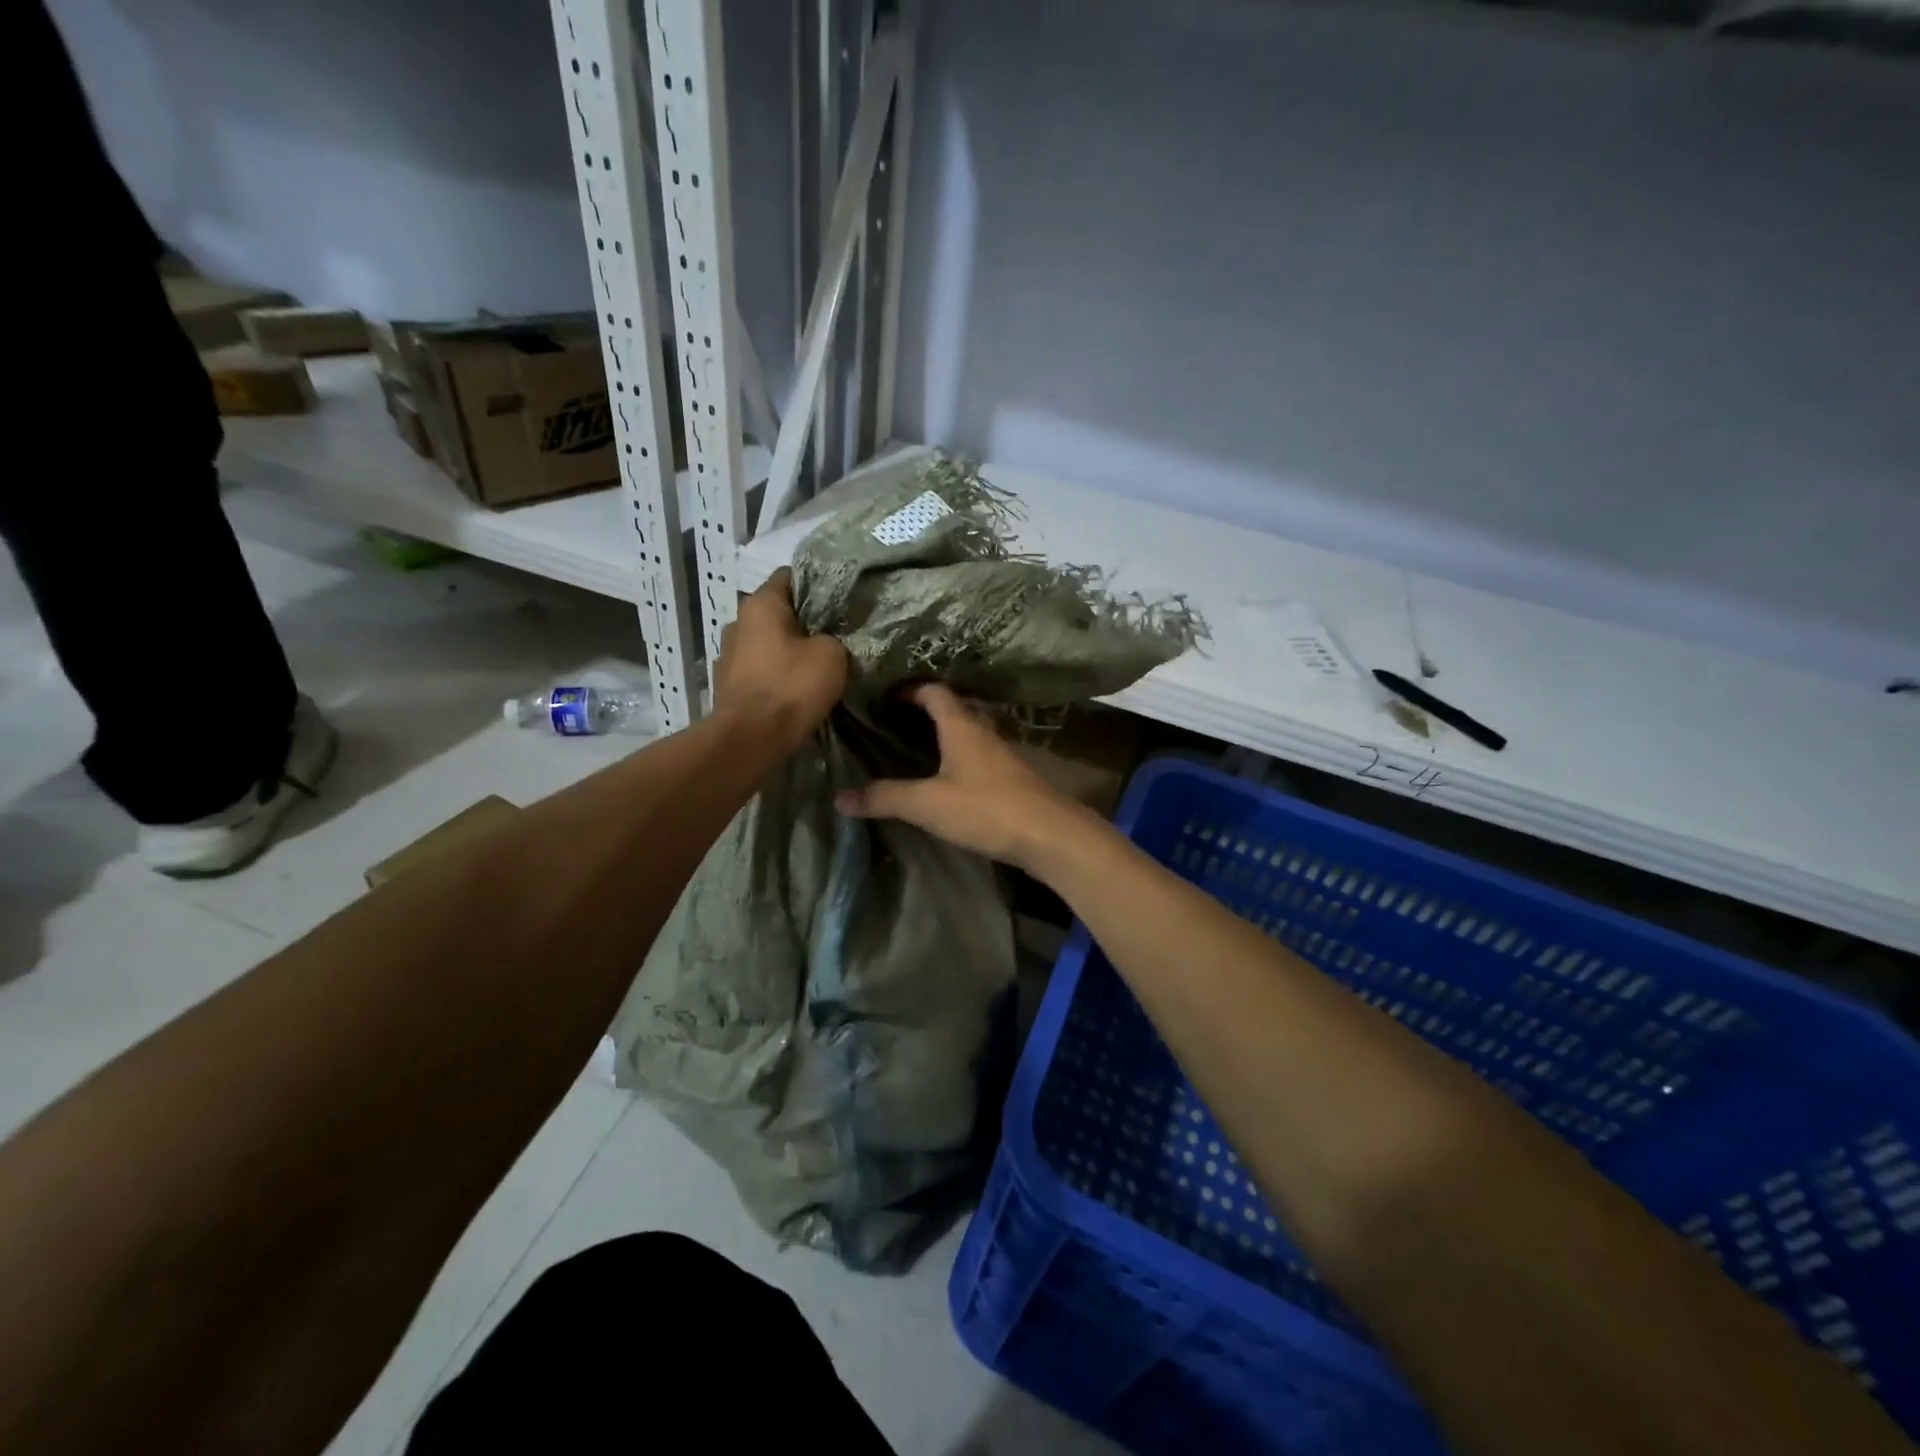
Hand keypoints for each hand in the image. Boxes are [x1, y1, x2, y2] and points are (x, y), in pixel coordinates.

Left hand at [713, 569, 847, 747]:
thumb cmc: (791, 686)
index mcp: (760, 604)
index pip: (789, 576)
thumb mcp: (832, 654)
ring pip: (766, 643)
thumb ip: (833, 637)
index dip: (816, 584)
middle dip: (802, 621)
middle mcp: (737, 622)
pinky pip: (758, 670)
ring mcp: (727, 655)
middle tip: (832, 634)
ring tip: (813, 665)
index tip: (838, 600)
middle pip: (776, 613)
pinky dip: (774, 675)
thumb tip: (826, 641)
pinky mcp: (727, 685)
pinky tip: (792, 689)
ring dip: (786, 651)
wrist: (751, 739)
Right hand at [834, 683, 1091, 869]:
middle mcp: (983, 732)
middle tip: (891, 723)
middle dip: (923, 711)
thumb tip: (839, 797)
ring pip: (967, 734)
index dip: (910, 689)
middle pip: (952, 709)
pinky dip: (956, 758)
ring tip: (912, 749)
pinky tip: (945, 779)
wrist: (1049, 835)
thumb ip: (885, 797)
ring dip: (942, 736)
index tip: (885, 696)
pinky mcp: (1010, 778)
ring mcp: (1001, 755)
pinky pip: (977, 756)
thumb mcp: (928, 804)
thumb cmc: (986, 808)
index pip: (935, 691)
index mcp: (962, 726)